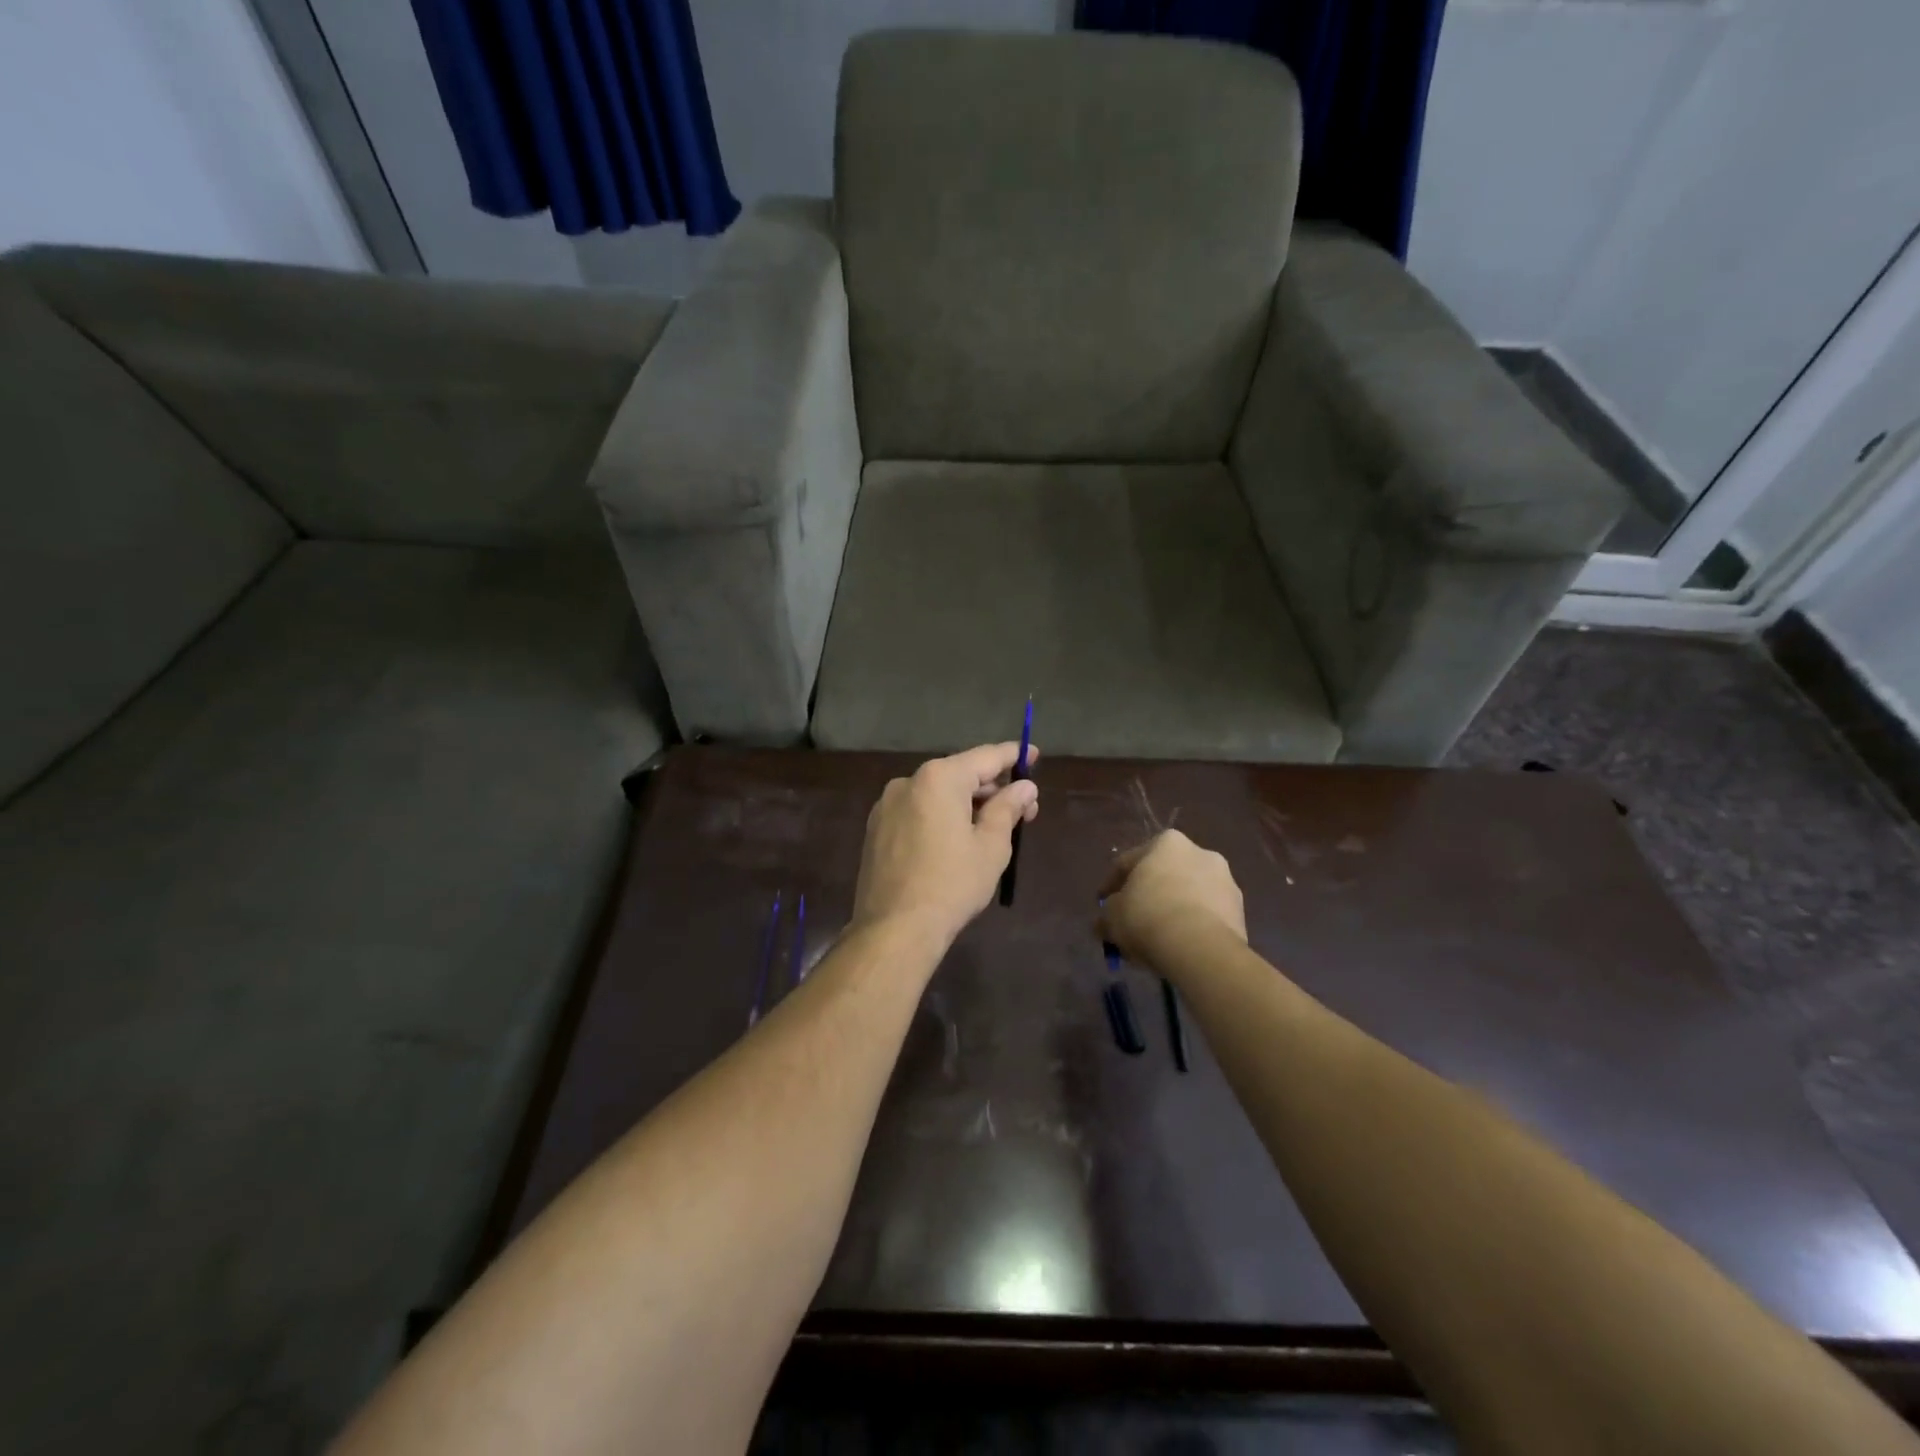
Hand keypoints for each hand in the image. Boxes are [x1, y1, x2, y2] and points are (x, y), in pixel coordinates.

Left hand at [851, 743, 1040, 945]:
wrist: (894, 929)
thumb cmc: (952, 884)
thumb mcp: (991, 846)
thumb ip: (1008, 808)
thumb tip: (1024, 787)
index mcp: (938, 778)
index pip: (984, 757)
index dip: (1013, 755)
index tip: (1033, 754)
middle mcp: (908, 782)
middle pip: (959, 775)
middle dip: (992, 788)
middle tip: (1023, 809)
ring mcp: (887, 805)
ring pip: (937, 794)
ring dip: (966, 804)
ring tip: (993, 827)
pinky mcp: (876, 829)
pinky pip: (917, 811)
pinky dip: (941, 816)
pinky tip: (956, 840)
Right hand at [1098, 830, 1246, 970]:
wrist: (1201, 948)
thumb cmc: (1148, 917)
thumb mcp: (1112, 916)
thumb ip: (1106, 914)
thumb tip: (1104, 922)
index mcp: (1167, 842)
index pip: (1128, 862)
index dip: (1111, 886)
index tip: (1102, 905)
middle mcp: (1200, 852)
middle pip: (1163, 876)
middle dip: (1148, 897)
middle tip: (1132, 922)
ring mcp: (1225, 881)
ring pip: (1188, 896)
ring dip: (1172, 910)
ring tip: (1158, 938)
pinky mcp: (1240, 911)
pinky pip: (1207, 916)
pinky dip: (1192, 926)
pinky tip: (1180, 946)